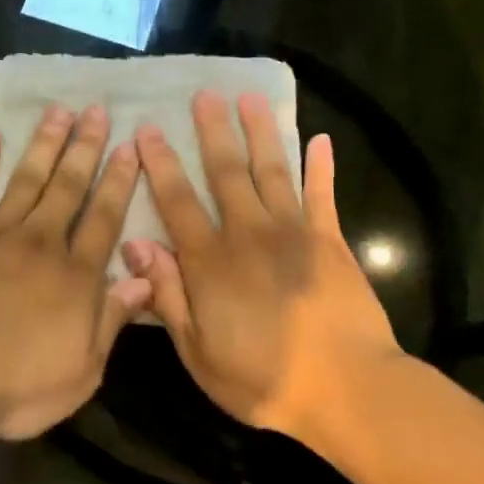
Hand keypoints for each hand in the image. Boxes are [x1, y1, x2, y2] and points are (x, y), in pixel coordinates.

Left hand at [0, 104, 152, 439]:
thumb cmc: (15, 386)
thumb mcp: (81, 370)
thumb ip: (111, 321)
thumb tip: (145, 280)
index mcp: (75, 277)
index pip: (104, 219)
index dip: (119, 182)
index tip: (129, 147)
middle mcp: (40, 244)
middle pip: (68, 188)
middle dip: (85, 148)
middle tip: (97, 110)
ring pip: (26, 179)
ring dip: (43, 144)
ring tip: (58, 111)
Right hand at [124, 92, 404, 444]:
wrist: (348, 390)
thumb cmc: (263, 380)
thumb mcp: (198, 352)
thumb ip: (167, 296)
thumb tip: (135, 245)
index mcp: (210, 263)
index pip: (177, 202)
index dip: (160, 165)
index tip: (147, 130)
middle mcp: (249, 234)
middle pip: (225, 173)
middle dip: (212, 132)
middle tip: (203, 94)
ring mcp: (294, 234)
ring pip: (271, 171)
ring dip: (260, 133)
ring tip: (250, 98)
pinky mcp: (332, 242)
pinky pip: (323, 195)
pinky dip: (322, 167)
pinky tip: (320, 140)